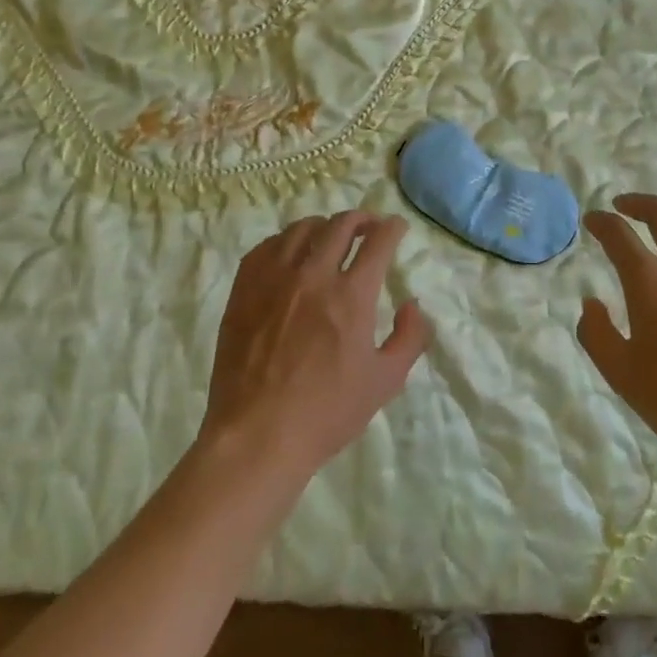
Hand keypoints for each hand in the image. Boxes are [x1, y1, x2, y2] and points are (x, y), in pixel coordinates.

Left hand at [201, 211, 431, 479]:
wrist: (257, 437)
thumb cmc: (326, 413)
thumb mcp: (385, 381)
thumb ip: (410, 338)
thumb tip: (412, 305)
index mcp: (351, 295)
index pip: (378, 240)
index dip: (392, 227)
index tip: (397, 228)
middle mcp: (314, 275)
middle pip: (341, 225)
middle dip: (362, 219)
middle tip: (369, 227)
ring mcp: (274, 279)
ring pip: (302, 229)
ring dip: (324, 226)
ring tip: (329, 237)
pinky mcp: (244, 289)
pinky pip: (267, 246)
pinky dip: (286, 241)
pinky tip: (290, 253)